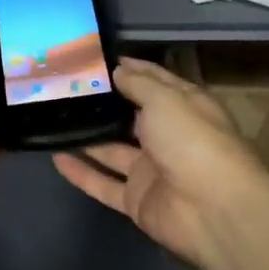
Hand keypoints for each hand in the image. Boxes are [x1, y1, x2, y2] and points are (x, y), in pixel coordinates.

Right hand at [53, 57, 268, 269]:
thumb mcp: (165, 100)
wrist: (213, 210)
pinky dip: (81, 172)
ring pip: (112, 150)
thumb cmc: (193, 141)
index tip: (98, 59)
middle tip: (65, 87)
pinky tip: (55, 157)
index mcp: (184, 107)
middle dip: (103, 102)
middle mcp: (168, 136)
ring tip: (54, 117)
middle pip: (131, 116)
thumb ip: (138, 84)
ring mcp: (151, 170)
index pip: (155, 81)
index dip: (130, 69)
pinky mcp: (136, 200)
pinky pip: (103, 183)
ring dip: (87, 136)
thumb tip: (118, 70)